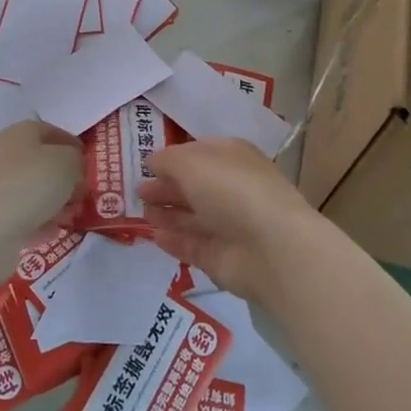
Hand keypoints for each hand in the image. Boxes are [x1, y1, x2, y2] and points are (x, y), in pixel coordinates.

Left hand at [0, 121, 83, 257]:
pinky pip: (24, 217)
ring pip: (34, 191)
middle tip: (83, 196)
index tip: (92, 166)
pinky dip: (38, 224)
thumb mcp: (67, 163)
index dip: (75, 146)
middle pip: (43, 163)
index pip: (54, 131)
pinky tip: (50, 233)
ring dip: (54, 203)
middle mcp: (6, 155)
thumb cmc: (28, 185)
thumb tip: (72, 167)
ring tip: (70, 217)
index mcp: (22, 132)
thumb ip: (76, 160)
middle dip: (66, 179)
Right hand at [140, 139, 325, 306]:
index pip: (198, 153)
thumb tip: (152, 161)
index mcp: (231, 157)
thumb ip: (167, 160)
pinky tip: (153, 235)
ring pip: (192, 217)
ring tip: (141, 212)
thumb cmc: (232, 190)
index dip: (172, 158)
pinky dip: (174, 240)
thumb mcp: (191, 163)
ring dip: (167, 214)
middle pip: (193, 186)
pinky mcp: (222, 257)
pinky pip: (192, 245)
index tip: (145, 164)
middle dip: (166, 187)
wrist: (272, 248)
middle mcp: (232, 188)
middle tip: (138, 191)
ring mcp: (229, 225)